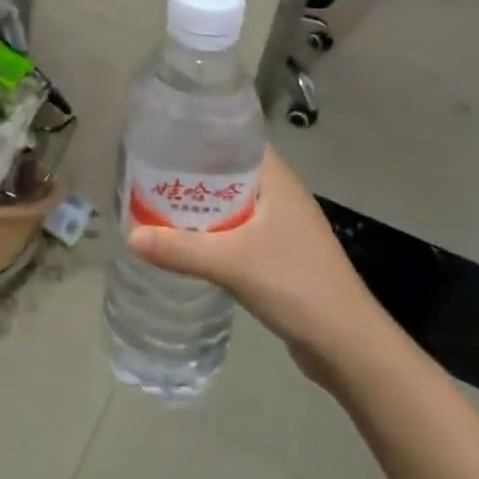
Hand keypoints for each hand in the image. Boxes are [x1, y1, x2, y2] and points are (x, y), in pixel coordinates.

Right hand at [127, 147, 387, 384]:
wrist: (348, 346)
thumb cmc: (296, 285)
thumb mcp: (232, 263)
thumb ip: (180, 250)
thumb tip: (130, 236)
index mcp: (276, 179)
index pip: (236, 137)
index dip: (202, 132)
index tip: (164, 134)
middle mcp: (280, 194)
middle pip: (229, 169)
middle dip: (191, 170)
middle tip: (148, 169)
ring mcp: (282, 225)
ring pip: (231, 201)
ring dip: (201, 202)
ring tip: (157, 200)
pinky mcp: (279, 253)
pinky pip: (237, 228)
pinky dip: (213, 229)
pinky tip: (185, 238)